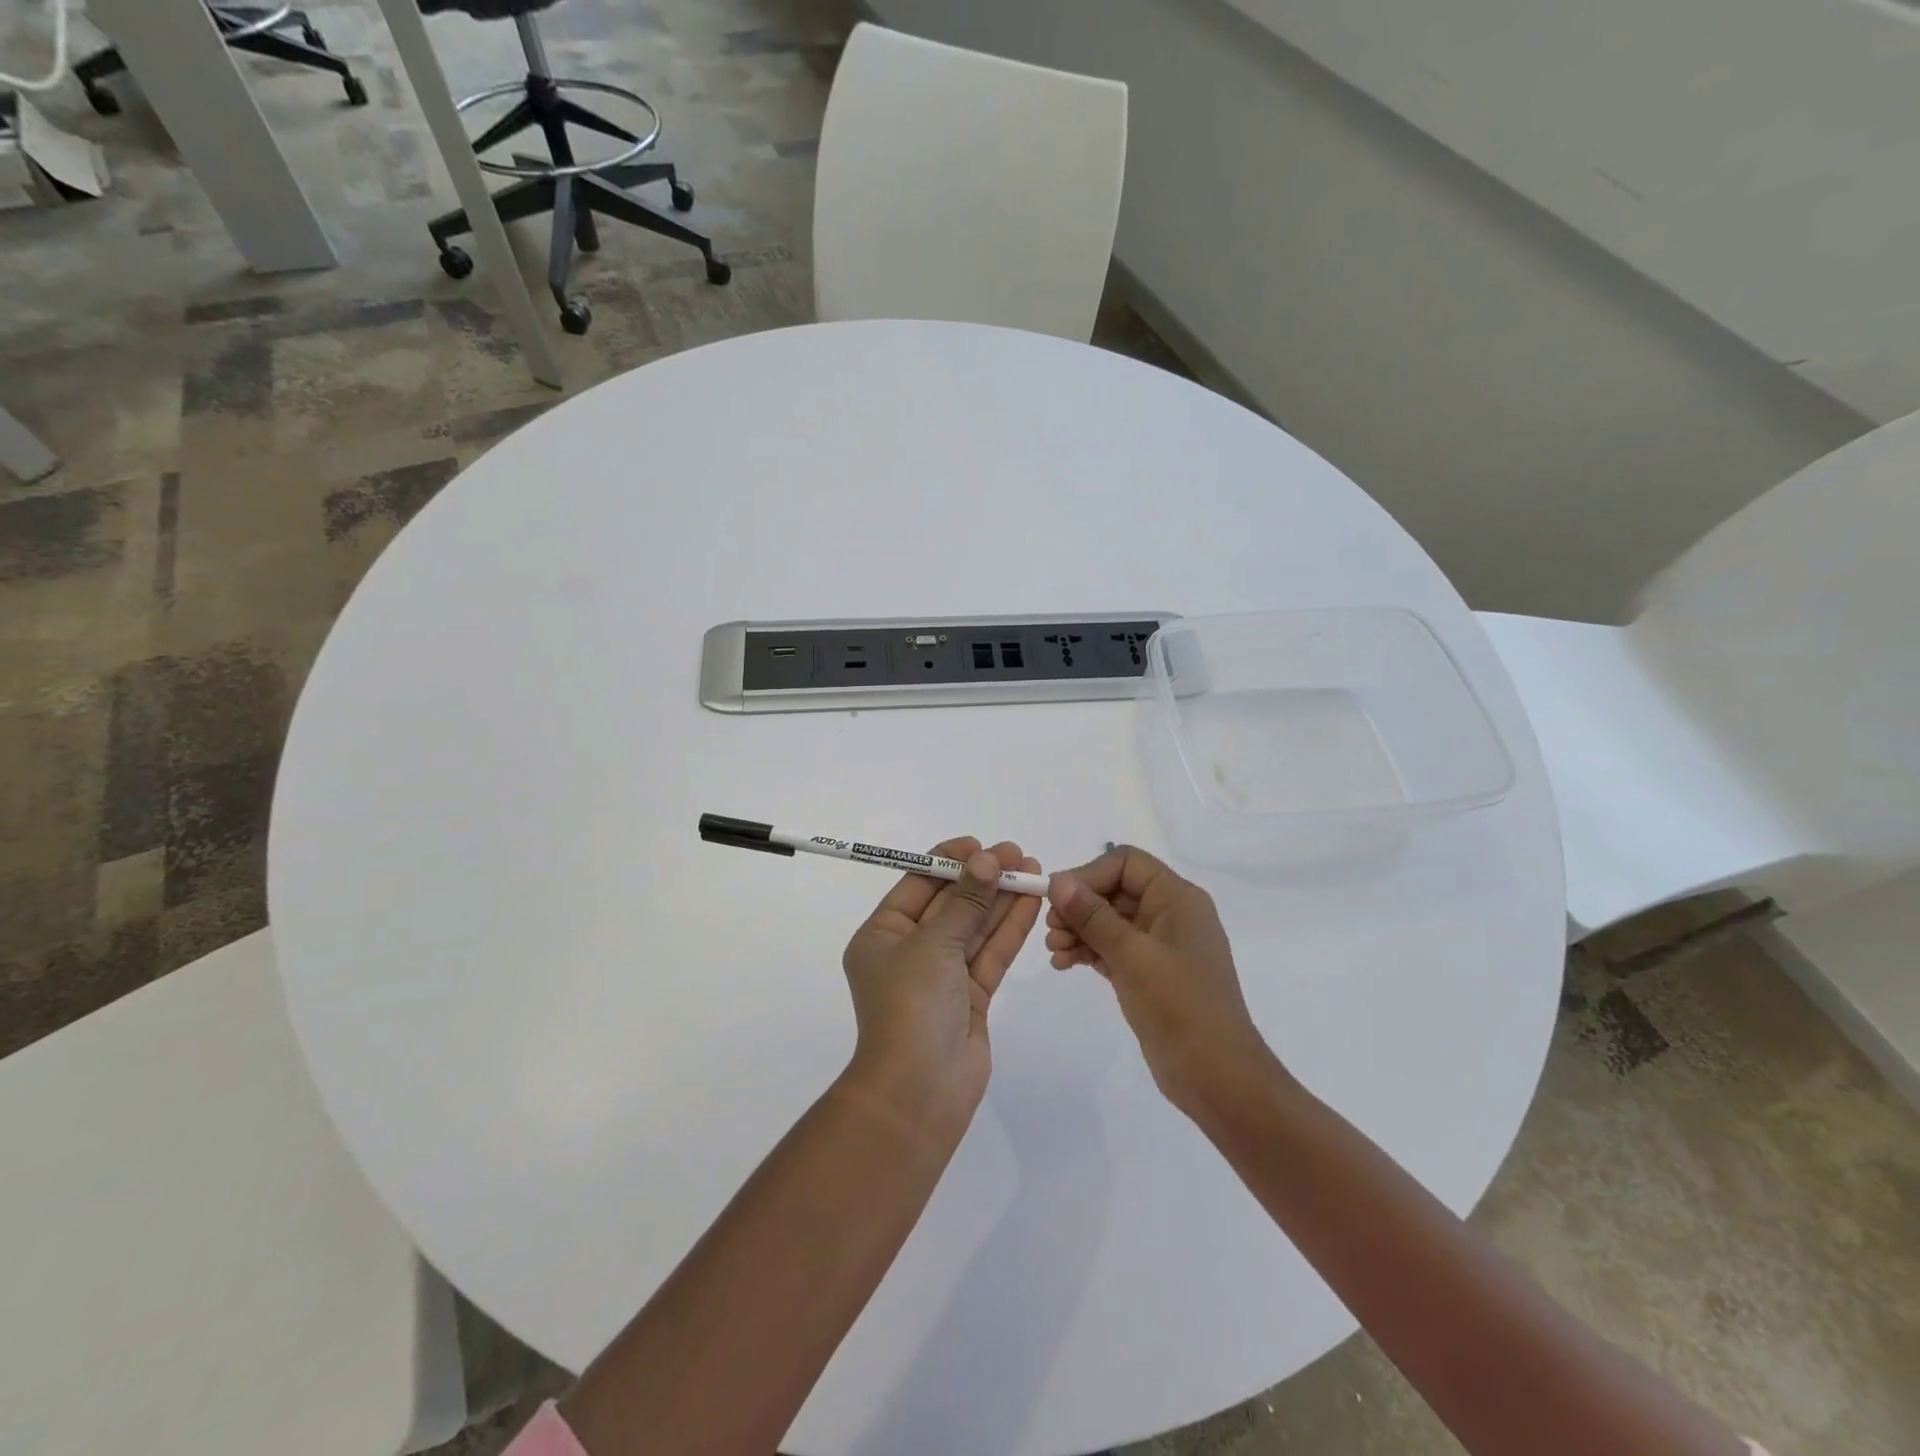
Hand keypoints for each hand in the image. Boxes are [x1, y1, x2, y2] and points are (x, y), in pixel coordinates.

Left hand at [841, 838, 1042, 1134]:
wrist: (919, 1091)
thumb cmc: (910, 1005)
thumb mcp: (933, 944)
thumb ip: (965, 901)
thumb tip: (986, 860)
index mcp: (882, 936)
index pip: (917, 886)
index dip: (948, 861)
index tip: (979, 845)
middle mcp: (909, 952)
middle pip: (950, 904)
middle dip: (982, 878)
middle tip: (1017, 854)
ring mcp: (942, 976)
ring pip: (975, 928)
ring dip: (1001, 899)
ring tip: (1033, 871)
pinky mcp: (970, 997)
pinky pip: (990, 954)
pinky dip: (1009, 929)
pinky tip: (1032, 903)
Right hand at [1046, 846, 1277, 1112]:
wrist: (1216, 1076)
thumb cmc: (1179, 1005)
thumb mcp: (1132, 955)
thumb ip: (1093, 916)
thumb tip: (1057, 881)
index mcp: (1177, 898)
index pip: (1126, 863)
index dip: (1089, 874)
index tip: (1057, 898)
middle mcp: (1170, 914)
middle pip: (1114, 890)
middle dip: (1079, 905)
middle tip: (1050, 928)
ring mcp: (1159, 945)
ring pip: (1109, 920)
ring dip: (1078, 929)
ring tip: (1054, 950)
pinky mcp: (1149, 973)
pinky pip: (1112, 947)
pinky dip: (1087, 950)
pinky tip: (1063, 963)